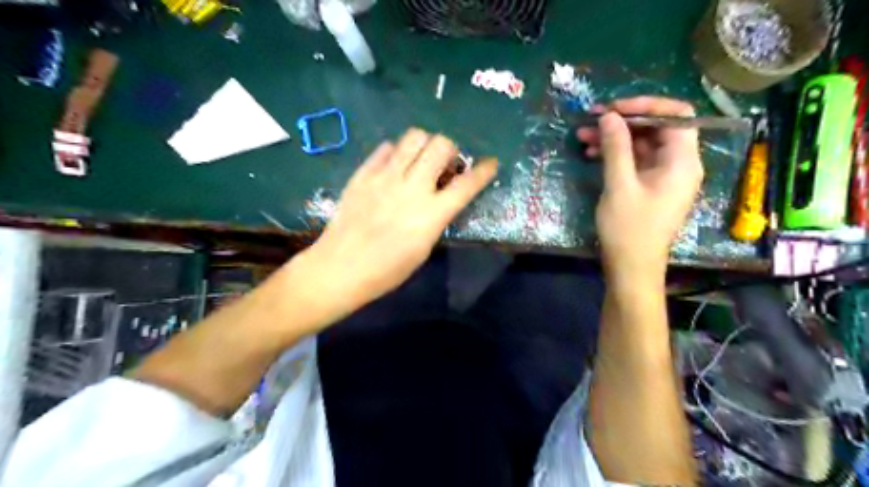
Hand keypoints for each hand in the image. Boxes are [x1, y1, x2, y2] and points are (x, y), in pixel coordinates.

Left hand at [291, 128, 494, 323]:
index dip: (484, 171)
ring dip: (425, 145)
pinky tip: (394, 167)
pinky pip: (386, 148)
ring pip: (414, 137)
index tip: (491, 163)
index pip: (467, 184)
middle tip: (444, 165)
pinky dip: (396, 153)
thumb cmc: (387, 270)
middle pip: (441, 145)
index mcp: (431, 214)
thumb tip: (441, 198)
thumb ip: (436, 218)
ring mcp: (385, 177)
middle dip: (450, 150)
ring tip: (420, 161)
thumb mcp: (423, 249)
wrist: (340, 268)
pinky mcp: (364, 174)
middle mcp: (412, 188)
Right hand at [575, 98, 704, 280]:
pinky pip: (636, 160)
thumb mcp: (619, 186)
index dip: (645, 105)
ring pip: (642, 144)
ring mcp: (665, 176)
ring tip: (583, 136)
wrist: (632, 268)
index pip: (675, 115)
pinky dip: (616, 154)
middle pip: (656, 128)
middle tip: (591, 120)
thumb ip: (616, 148)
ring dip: (614, 137)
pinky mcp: (651, 186)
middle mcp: (679, 164)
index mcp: (683, 161)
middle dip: (623, 121)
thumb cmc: (629, 229)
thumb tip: (609, 116)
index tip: (613, 109)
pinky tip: (592, 153)